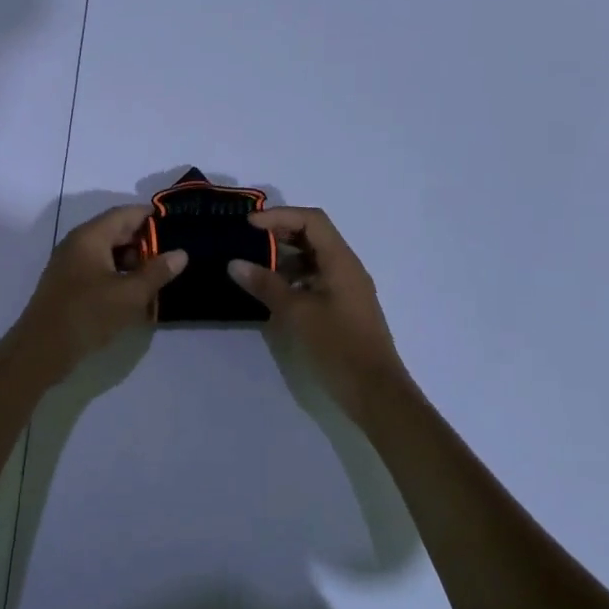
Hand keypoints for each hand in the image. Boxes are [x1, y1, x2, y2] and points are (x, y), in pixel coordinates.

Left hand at [12, 205, 187, 383]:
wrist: (41, 350)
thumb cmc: (87, 314)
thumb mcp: (129, 295)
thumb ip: (157, 272)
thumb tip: (180, 253)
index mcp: (90, 236)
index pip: (126, 213)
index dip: (153, 218)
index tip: (179, 228)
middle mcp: (78, 243)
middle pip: (117, 232)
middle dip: (146, 243)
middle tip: (174, 257)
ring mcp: (70, 264)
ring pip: (108, 253)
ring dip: (133, 263)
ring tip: (160, 278)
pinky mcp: (69, 284)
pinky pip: (99, 270)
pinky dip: (119, 276)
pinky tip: (136, 294)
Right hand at [229, 207, 414, 420]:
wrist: (374, 392)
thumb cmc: (337, 346)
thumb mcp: (296, 313)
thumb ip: (265, 284)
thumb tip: (234, 263)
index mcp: (341, 261)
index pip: (311, 220)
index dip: (279, 216)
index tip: (249, 226)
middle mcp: (346, 268)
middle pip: (313, 236)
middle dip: (279, 234)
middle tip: (246, 241)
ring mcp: (346, 288)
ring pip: (313, 259)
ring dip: (284, 257)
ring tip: (253, 267)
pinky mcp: (342, 308)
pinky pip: (315, 279)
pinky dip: (293, 278)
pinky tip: (272, 293)